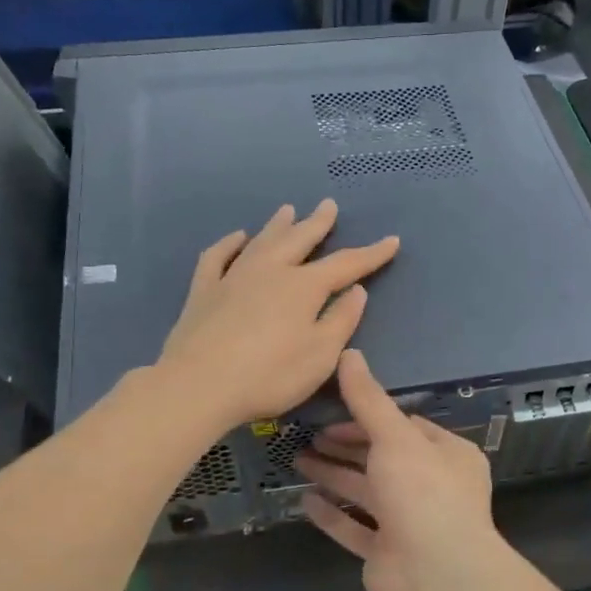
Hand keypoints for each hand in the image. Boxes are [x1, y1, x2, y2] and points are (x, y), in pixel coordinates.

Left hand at [158, 201, 398, 433]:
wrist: (199, 385)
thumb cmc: (270, 375)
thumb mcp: (320, 355)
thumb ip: (341, 320)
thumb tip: (356, 290)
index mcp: (304, 287)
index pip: (346, 264)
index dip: (372, 254)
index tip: (391, 241)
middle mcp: (270, 271)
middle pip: (299, 240)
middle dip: (318, 223)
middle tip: (328, 204)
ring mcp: (233, 277)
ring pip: (261, 241)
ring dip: (277, 225)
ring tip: (288, 210)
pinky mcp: (204, 291)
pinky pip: (217, 257)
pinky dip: (229, 243)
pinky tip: (236, 237)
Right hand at [296, 349, 504, 590]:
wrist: (436, 575)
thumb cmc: (422, 493)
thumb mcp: (395, 437)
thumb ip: (369, 399)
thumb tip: (349, 353)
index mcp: (447, 455)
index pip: (405, 427)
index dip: (369, 417)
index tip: (334, 412)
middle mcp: (431, 486)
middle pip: (382, 458)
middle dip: (347, 446)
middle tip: (309, 434)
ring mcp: (409, 523)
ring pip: (366, 493)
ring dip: (334, 475)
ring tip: (298, 459)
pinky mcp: (387, 554)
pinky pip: (355, 529)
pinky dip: (333, 515)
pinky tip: (305, 501)